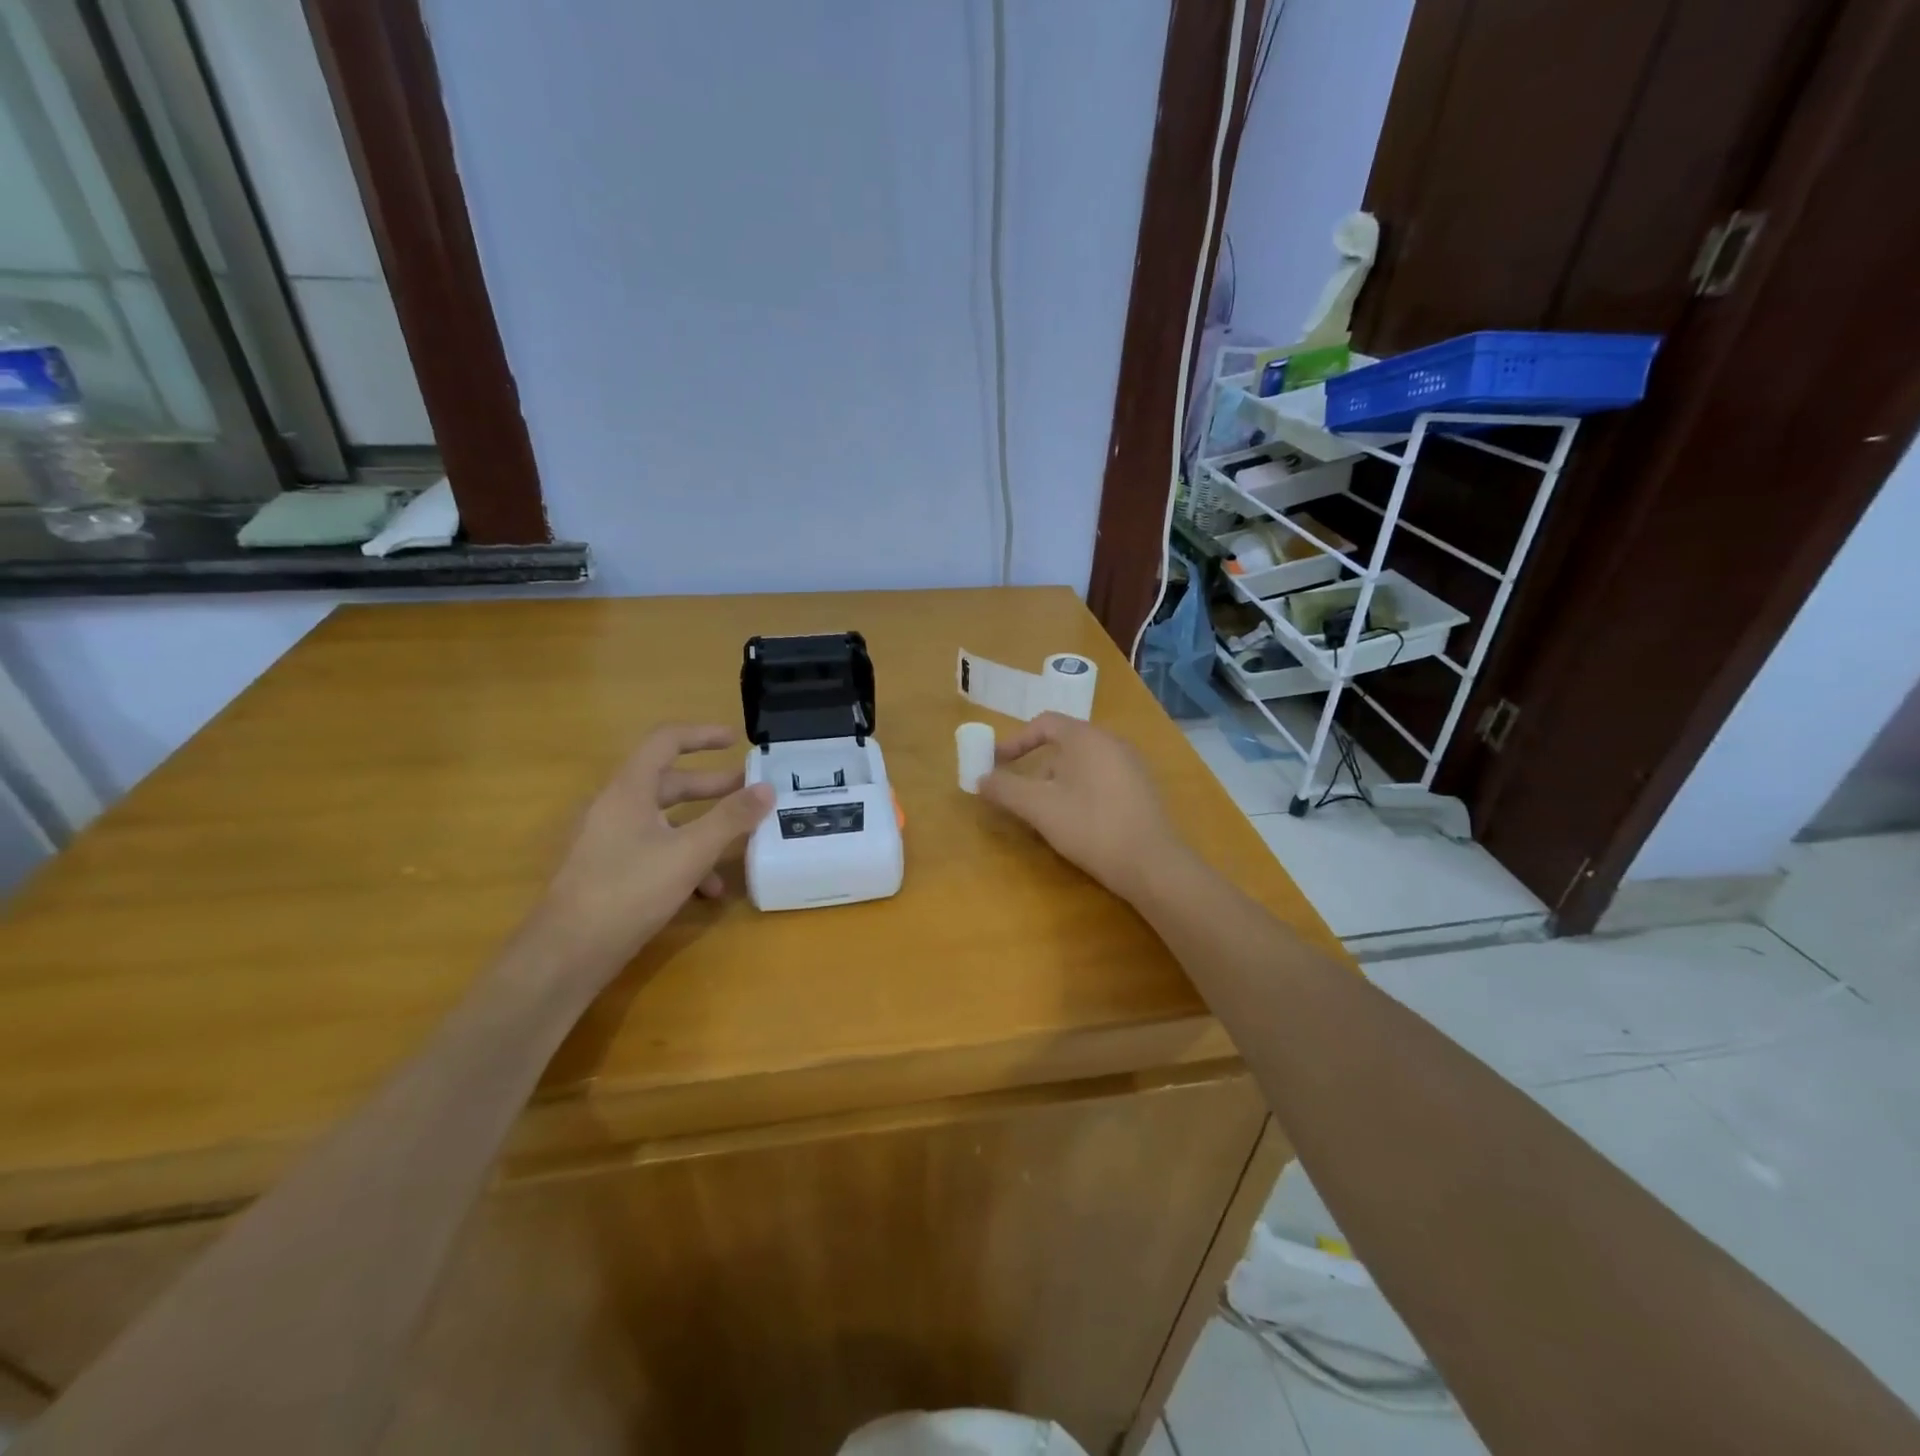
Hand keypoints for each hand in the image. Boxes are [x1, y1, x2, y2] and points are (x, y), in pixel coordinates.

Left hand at [537, 724, 772, 972]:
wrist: (566, 954)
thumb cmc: (628, 891)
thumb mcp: (690, 852)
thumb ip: (730, 818)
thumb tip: (767, 788)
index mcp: (629, 790)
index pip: (666, 741)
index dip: (702, 735)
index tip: (737, 741)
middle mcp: (617, 808)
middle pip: (670, 782)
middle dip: (712, 787)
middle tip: (749, 791)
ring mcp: (611, 841)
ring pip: (666, 821)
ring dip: (704, 828)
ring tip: (740, 843)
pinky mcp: (611, 872)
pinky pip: (655, 851)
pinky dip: (685, 860)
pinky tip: (707, 891)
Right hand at [978, 712, 1184, 901]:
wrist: (1152, 864)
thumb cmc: (1091, 826)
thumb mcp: (1039, 808)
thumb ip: (1006, 789)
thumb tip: (981, 778)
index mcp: (1086, 737)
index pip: (1044, 723)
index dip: (1016, 741)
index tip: (996, 763)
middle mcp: (1112, 742)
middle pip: (1064, 744)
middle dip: (1035, 767)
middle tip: (1020, 794)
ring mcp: (1132, 765)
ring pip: (1082, 764)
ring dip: (1057, 782)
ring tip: (1046, 815)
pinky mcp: (1142, 789)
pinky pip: (1101, 779)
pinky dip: (1080, 791)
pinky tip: (1077, 823)